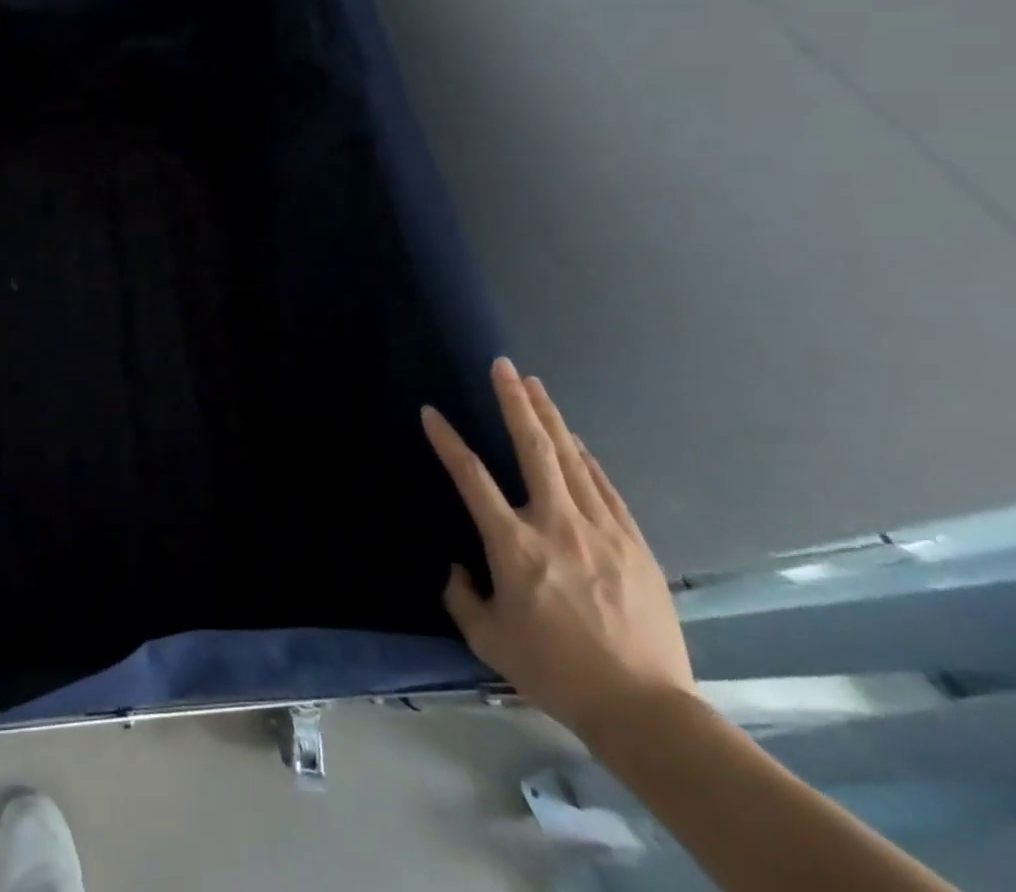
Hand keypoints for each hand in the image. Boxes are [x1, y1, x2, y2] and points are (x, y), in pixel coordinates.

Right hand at [422, 359, 695, 745]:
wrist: (645, 710)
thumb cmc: (555, 672)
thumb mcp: (488, 640)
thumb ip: (463, 597)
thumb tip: (458, 569)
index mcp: (514, 545)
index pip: (472, 477)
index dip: (447, 441)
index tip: (431, 412)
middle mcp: (555, 524)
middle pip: (534, 449)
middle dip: (515, 403)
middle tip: (503, 366)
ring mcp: (600, 531)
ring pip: (572, 460)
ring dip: (551, 418)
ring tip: (535, 385)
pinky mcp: (634, 545)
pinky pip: (605, 489)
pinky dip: (587, 460)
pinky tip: (577, 442)